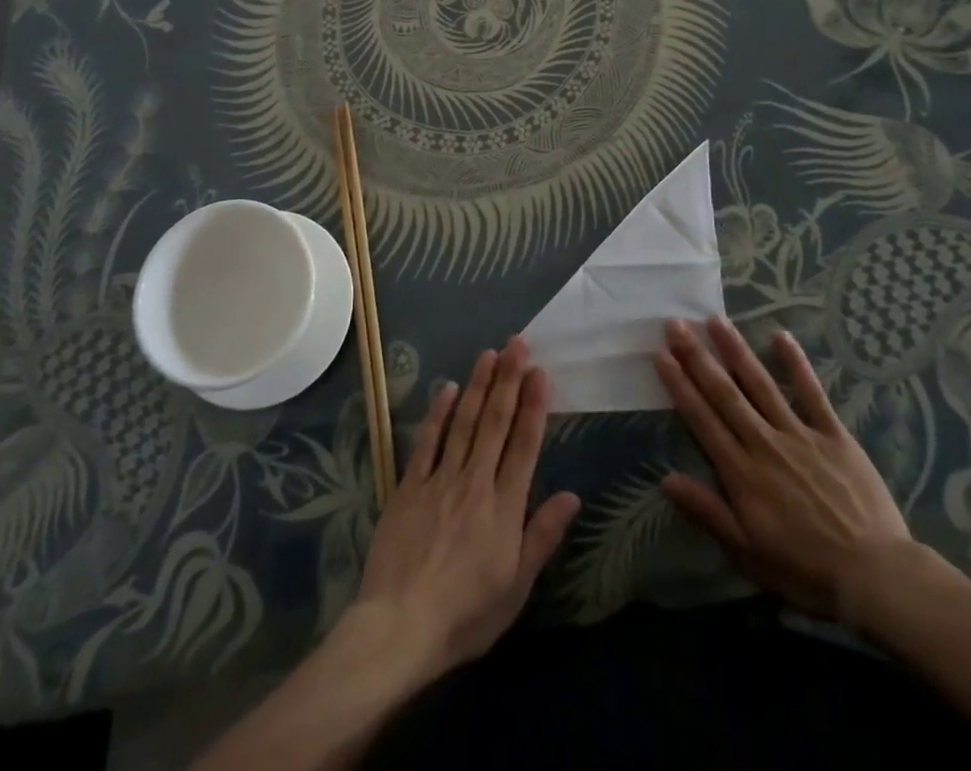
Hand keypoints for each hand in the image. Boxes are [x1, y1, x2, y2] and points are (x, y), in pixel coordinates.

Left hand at [351, 336, 581, 680]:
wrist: (398, 627)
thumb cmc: (465, 615)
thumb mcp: (515, 587)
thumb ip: (542, 536)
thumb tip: (572, 495)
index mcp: (504, 508)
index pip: (524, 446)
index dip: (533, 406)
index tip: (540, 372)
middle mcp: (475, 483)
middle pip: (495, 423)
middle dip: (508, 380)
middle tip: (517, 343)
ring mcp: (439, 481)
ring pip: (463, 423)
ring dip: (478, 386)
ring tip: (489, 353)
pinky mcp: (409, 487)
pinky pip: (427, 442)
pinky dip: (438, 414)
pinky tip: (447, 388)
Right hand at [655, 317, 930, 627]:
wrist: (875, 576)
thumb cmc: (806, 571)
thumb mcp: (747, 553)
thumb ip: (708, 512)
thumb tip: (666, 478)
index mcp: (741, 472)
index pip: (702, 419)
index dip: (680, 386)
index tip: (661, 355)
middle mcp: (764, 443)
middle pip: (725, 393)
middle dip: (698, 357)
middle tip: (677, 324)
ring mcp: (800, 434)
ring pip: (761, 384)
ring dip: (736, 350)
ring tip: (715, 320)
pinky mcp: (833, 434)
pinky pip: (812, 392)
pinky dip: (796, 363)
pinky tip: (781, 336)